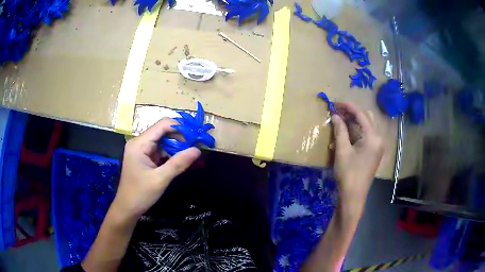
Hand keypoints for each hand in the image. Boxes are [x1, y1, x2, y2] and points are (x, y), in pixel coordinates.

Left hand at [111, 118, 200, 222]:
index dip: (180, 127)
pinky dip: (171, 153)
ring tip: (192, 151)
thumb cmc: (140, 194)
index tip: (196, 135)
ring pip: (163, 140)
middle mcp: (140, 142)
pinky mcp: (144, 157)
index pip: (162, 125)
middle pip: (163, 131)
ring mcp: (142, 150)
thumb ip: (178, 163)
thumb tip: (198, 150)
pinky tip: (181, 159)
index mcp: (139, 144)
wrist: (127, 208)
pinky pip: (160, 150)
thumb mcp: (160, 179)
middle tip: (197, 144)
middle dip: (180, 136)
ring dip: (177, 145)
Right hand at [331, 102, 383, 212]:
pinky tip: (346, 134)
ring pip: (367, 126)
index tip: (336, 103)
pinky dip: (357, 131)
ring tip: (340, 121)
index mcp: (373, 137)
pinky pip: (366, 136)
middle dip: (352, 113)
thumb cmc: (348, 174)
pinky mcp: (374, 152)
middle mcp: (378, 139)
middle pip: (367, 118)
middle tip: (338, 112)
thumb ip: (340, 130)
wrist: (354, 196)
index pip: (361, 115)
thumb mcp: (342, 151)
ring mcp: (377, 146)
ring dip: (354, 122)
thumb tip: (335, 116)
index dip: (348, 107)